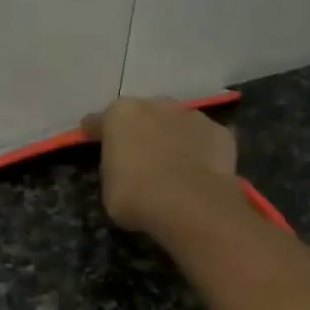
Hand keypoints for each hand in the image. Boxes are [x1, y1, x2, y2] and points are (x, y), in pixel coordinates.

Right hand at [81, 96, 241, 235]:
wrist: (190, 204)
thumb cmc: (137, 196)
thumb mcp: (109, 189)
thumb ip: (114, 169)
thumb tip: (123, 168)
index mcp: (120, 116)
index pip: (100, 121)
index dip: (95, 131)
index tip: (90, 137)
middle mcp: (156, 106)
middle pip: (143, 115)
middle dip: (139, 130)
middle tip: (138, 153)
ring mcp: (191, 116)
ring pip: (176, 123)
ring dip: (171, 137)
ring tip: (172, 163)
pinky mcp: (219, 133)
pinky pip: (203, 140)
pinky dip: (199, 150)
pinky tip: (198, 170)